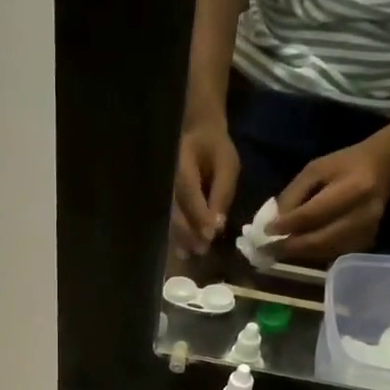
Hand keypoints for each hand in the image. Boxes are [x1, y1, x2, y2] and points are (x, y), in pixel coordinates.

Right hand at [171, 117, 240, 254]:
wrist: (197, 135)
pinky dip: (175, 237)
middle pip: (173, 210)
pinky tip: (183, 252)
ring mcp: (162, 191)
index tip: (210, 236)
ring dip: (180, 238)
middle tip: (203, 249)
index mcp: (182, 165)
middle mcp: (166, 180)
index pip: (188, 193)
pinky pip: (167, 221)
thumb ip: (222, 193)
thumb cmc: (215, 149)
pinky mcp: (163, 202)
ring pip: (168, 219)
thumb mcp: (227, 165)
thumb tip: (217, 225)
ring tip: (192, 254)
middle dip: (188, 232)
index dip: (198, 215)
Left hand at [272, 136, 389, 264]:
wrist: (383, 170)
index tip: (266, 231)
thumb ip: (294, 194)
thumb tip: (273, 222)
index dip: (288, 225)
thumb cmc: (345, 165)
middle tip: (266, 249)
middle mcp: (363, 214)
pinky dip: (311, 254)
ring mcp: (366, 232)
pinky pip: (331, 254)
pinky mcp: (364, 243)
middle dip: (290, 246)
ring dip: (298, 253)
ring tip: (277, 251)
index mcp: (354, 188)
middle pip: (319, 239)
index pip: (314, 214)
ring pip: (324, 251)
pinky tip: (297, 249)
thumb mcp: (316, 169)